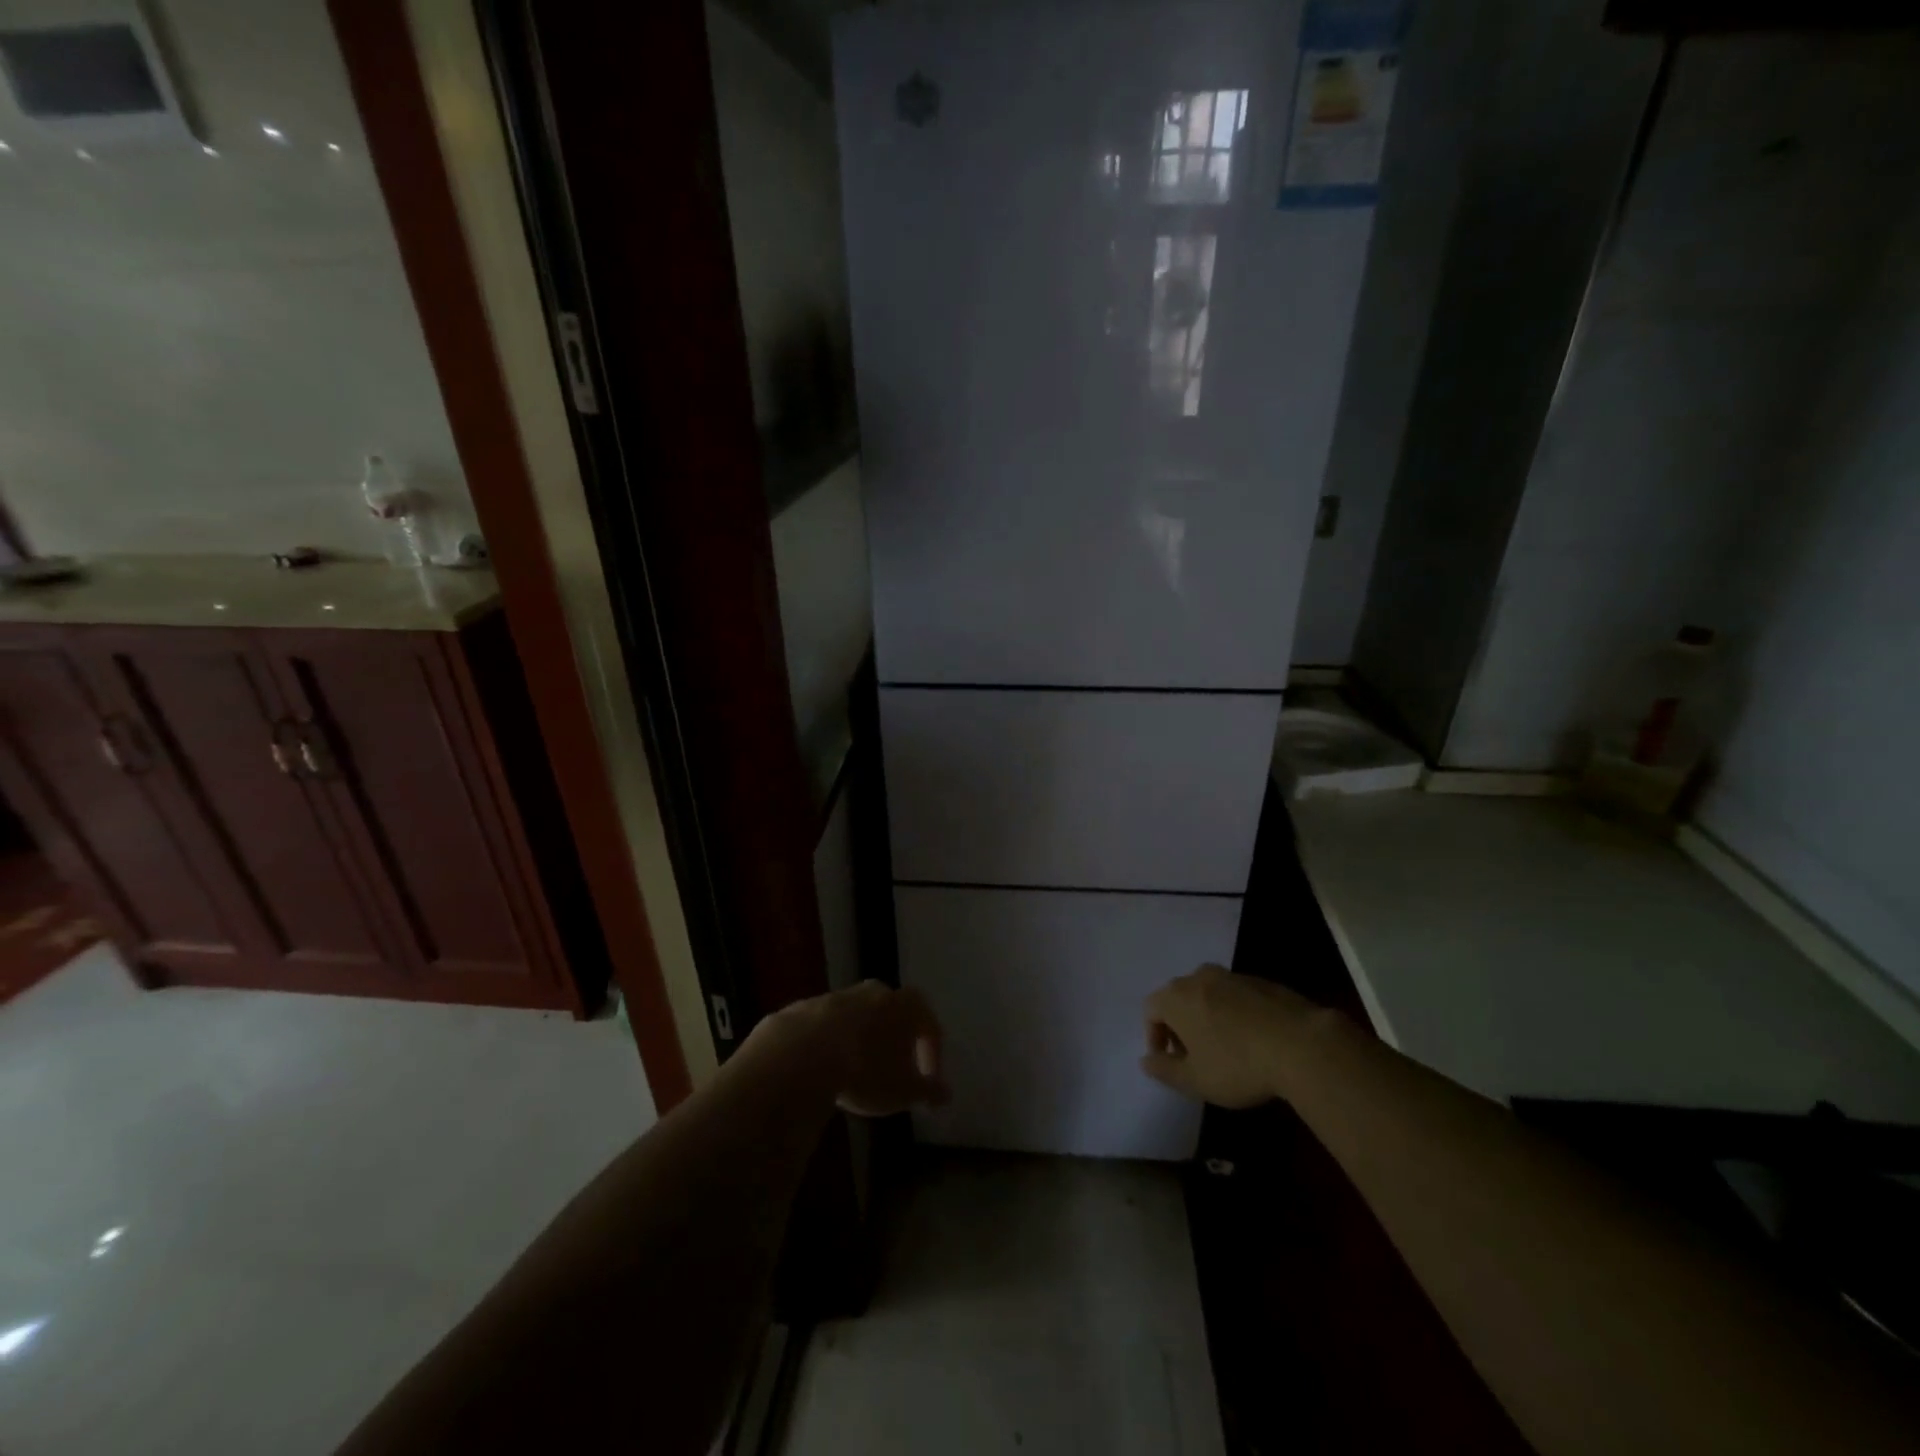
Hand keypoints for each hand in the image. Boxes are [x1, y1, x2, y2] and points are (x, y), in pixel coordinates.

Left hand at [755, 981, 948, 1117]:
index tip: (927, 1081)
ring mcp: (840, 995)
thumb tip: (946, 1094)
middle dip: (897, 1039)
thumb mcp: (903, 1091)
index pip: (930, 1024)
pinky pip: (830, 1024)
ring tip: (859, 1070)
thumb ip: (928, 1091)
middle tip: (895, 1069)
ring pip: (860, 1015)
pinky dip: (834, 1042)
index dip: (932, 1054)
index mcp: (906, 1005)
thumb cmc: (866, 1071)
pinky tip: (828, 1067)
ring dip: (864, 1039)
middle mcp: (876, 991)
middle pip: (894, 1012)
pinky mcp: (809, 1006)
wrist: (801, 1054)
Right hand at [1141, 964, 1331, 1108]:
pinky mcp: (1263, 982)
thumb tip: (1145, 1061)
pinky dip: (1234, 1013)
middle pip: (1178, 997)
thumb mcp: (1195, 1080)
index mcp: (1177, 997)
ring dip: (1207, 1015)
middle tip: (1193, 1055)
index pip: (1151, 1009)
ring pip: (1208, 993)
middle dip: (1179, 1024)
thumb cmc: (1237, 1064)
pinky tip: (1252, 1039)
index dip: (1154, 1036)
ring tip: (1223, 1046)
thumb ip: (1165, 1070)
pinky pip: (1236, 995)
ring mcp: (1233, 976)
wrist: (1301, 1045)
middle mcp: (1200, 977)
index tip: (1169, 1061)